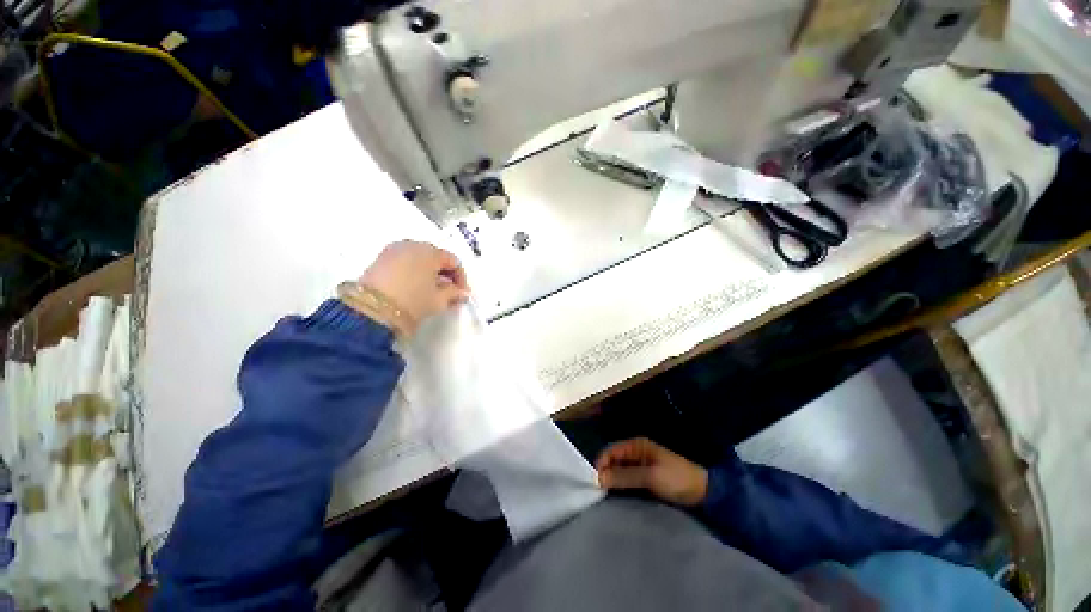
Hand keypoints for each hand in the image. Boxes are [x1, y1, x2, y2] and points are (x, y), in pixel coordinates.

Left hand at [361, 240, 468, 331]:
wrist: (372, 310)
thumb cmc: (413, 301)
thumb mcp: (439, 300)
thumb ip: (454, 293)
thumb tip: (461, 293)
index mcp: (430, 251)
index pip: (454, 261)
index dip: (461, 278)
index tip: (461, 294)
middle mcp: (412, 245)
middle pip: (436, 257)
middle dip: (445, 274)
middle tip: (449, 292)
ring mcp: (394, 250)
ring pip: (419, 259)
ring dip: (429, 273)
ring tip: (431, 292)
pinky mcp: (380, 259)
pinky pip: (404, 262)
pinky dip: (413, 272)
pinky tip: (415, 288)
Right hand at [596, 438, 707, 506]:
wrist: (703, 492)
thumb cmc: (676, 479)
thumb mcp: (650, 477)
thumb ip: (624, 476)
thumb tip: (599, 478)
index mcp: (636, 445)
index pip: (611, 451)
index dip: (601, 464)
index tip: (594, 483)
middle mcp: (635, 452)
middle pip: (613, 460)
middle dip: (605, 472)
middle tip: (597, 491)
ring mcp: (640, 464)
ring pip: (619, 469)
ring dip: (612, 479)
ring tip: (604, 495)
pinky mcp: (645, 476)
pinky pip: (627, 478)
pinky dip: (621, 484)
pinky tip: (617, 494)